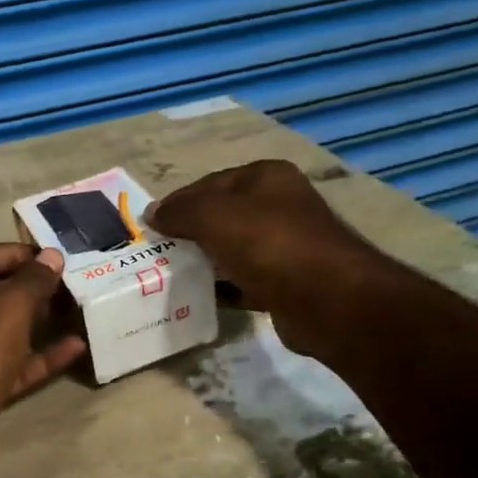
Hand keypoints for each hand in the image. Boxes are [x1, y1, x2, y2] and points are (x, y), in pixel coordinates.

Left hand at [0, 243, 87, 477]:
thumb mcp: (8, 306)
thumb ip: (33, 279)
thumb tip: (51, 256)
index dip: (17, 254)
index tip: (54, 257)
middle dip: (29, 289)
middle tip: (69, 285)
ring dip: (36, 324)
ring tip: (75, 312)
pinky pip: (7, 366)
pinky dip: (37, 358)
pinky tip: (75, 349)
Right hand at [150, 160, 385, 361]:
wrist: (327, 299)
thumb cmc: (268, 243)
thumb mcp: (213, 216)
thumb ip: (180, 211)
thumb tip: (152, 213)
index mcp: (266, 177)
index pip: (210, 183)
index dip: (179, 201)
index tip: (150, 225)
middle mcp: (280, 206)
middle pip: (223, 216)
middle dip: (191, 233)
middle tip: (158, 252)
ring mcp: (287, 246)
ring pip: (234, 249)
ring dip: (206, 261)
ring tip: (172, 275)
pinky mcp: (288, 283)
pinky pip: (246, 281)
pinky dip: (225, 288)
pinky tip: (201, 297)